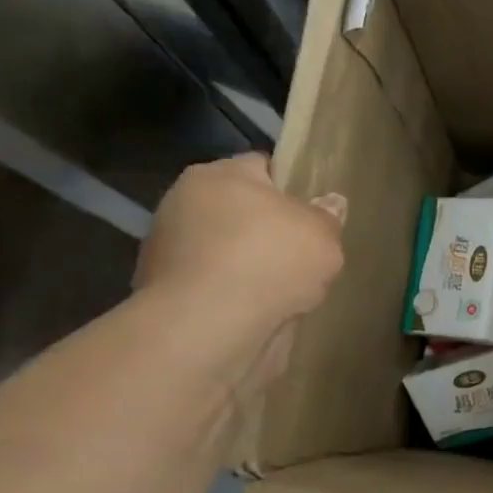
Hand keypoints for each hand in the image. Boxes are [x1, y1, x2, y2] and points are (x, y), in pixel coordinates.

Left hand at [135, 155, 345, 327]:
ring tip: (283, 291)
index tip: (312, 214)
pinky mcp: (162, 289)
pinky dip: (233, 294)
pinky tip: (257, 311)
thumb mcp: (322, 236)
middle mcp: (184, 201)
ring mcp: (167, 247)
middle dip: (267, 230)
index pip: (261, 167)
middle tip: (301, 254)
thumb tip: (330, 203)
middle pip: (240, 209)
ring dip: (248, 264)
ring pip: (224, 249)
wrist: (208, 326)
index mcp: (220, 175)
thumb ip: (328, 217)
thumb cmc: (269, 261)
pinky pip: (213, 283)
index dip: (291, 187)